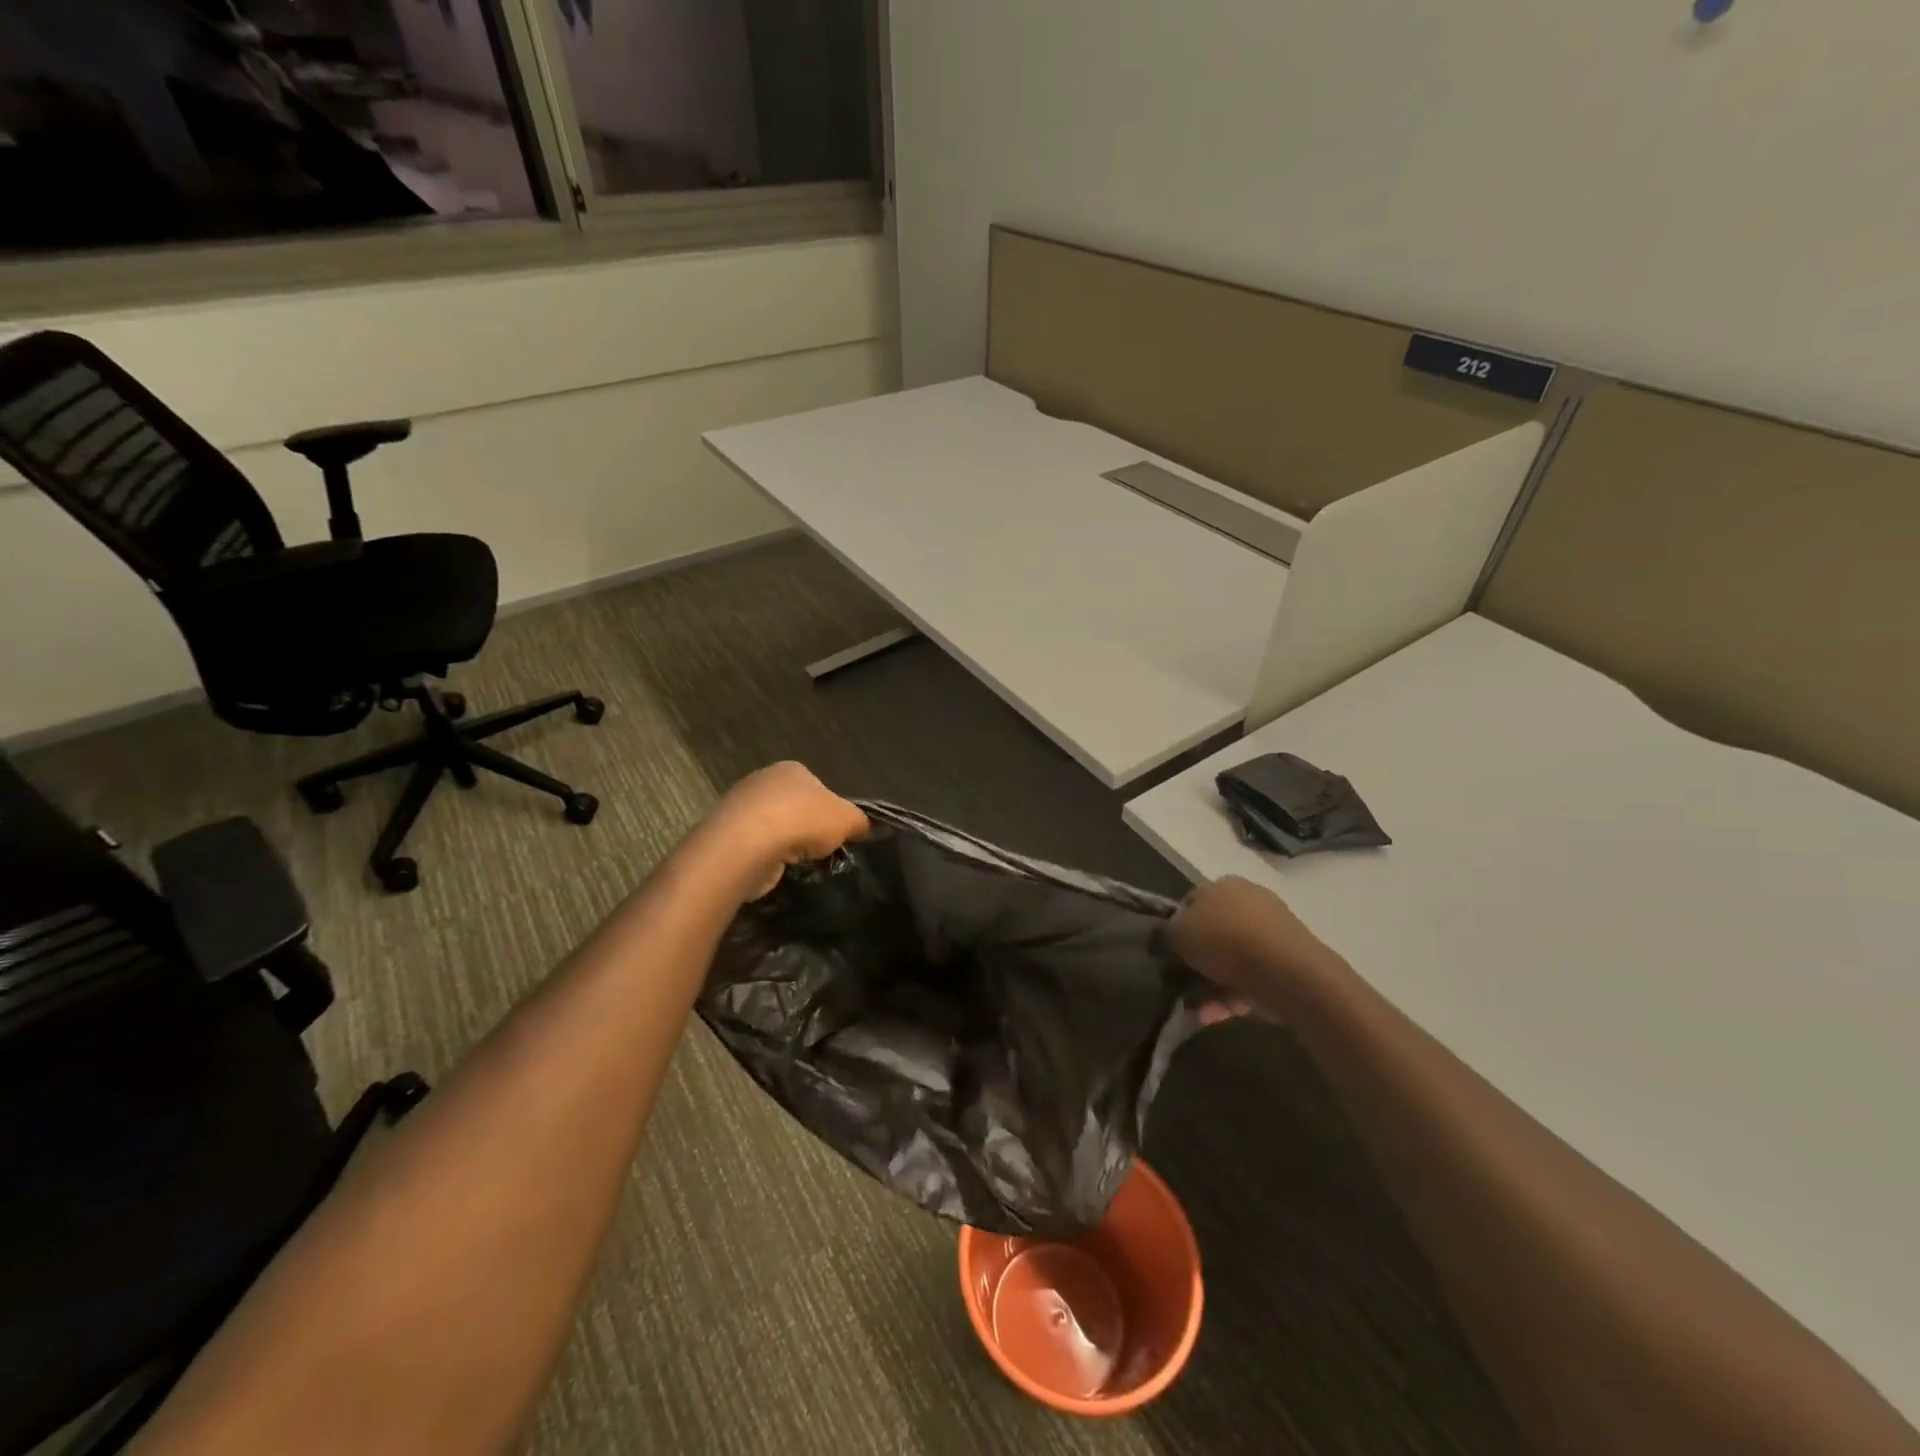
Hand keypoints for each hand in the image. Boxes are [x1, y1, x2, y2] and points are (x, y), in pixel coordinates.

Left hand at [701, 762, 868, 898]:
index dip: (830, 810)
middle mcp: (763, 780)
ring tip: (796, 862)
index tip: (835, 833)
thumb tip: (863, 827)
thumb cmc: (803, 821)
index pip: (818, 787)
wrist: (747, 845)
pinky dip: (765, 856)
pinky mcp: (726, 833)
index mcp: (792, 769)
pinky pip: (755, 845)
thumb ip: (859, 821)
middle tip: (818, 849)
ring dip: (785, 844)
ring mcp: (740, 806)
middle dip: (806, 827)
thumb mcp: (847, 819)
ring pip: (774, 826)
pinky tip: (773, 867)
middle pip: (794, 806)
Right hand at [1166, 876, 1343, 1018]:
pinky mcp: (1288, 962)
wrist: (1285, 971)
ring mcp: (1272, 932)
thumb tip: (1164, 938)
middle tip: (1181, 986)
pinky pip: (1251, 978)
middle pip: (1212, 934)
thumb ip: (1164, 934)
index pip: (1191, 903)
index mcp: (1223, 885)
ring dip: (1211, 987)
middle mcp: (1249, 901)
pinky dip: (1233, 996)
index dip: (1176, 929)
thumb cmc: (1224, 940)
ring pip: (1231, 961)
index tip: (1168, 954)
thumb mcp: (1177, 934)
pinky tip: (1217, 1016)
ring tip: (1198, 1013)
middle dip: (1197, 964)